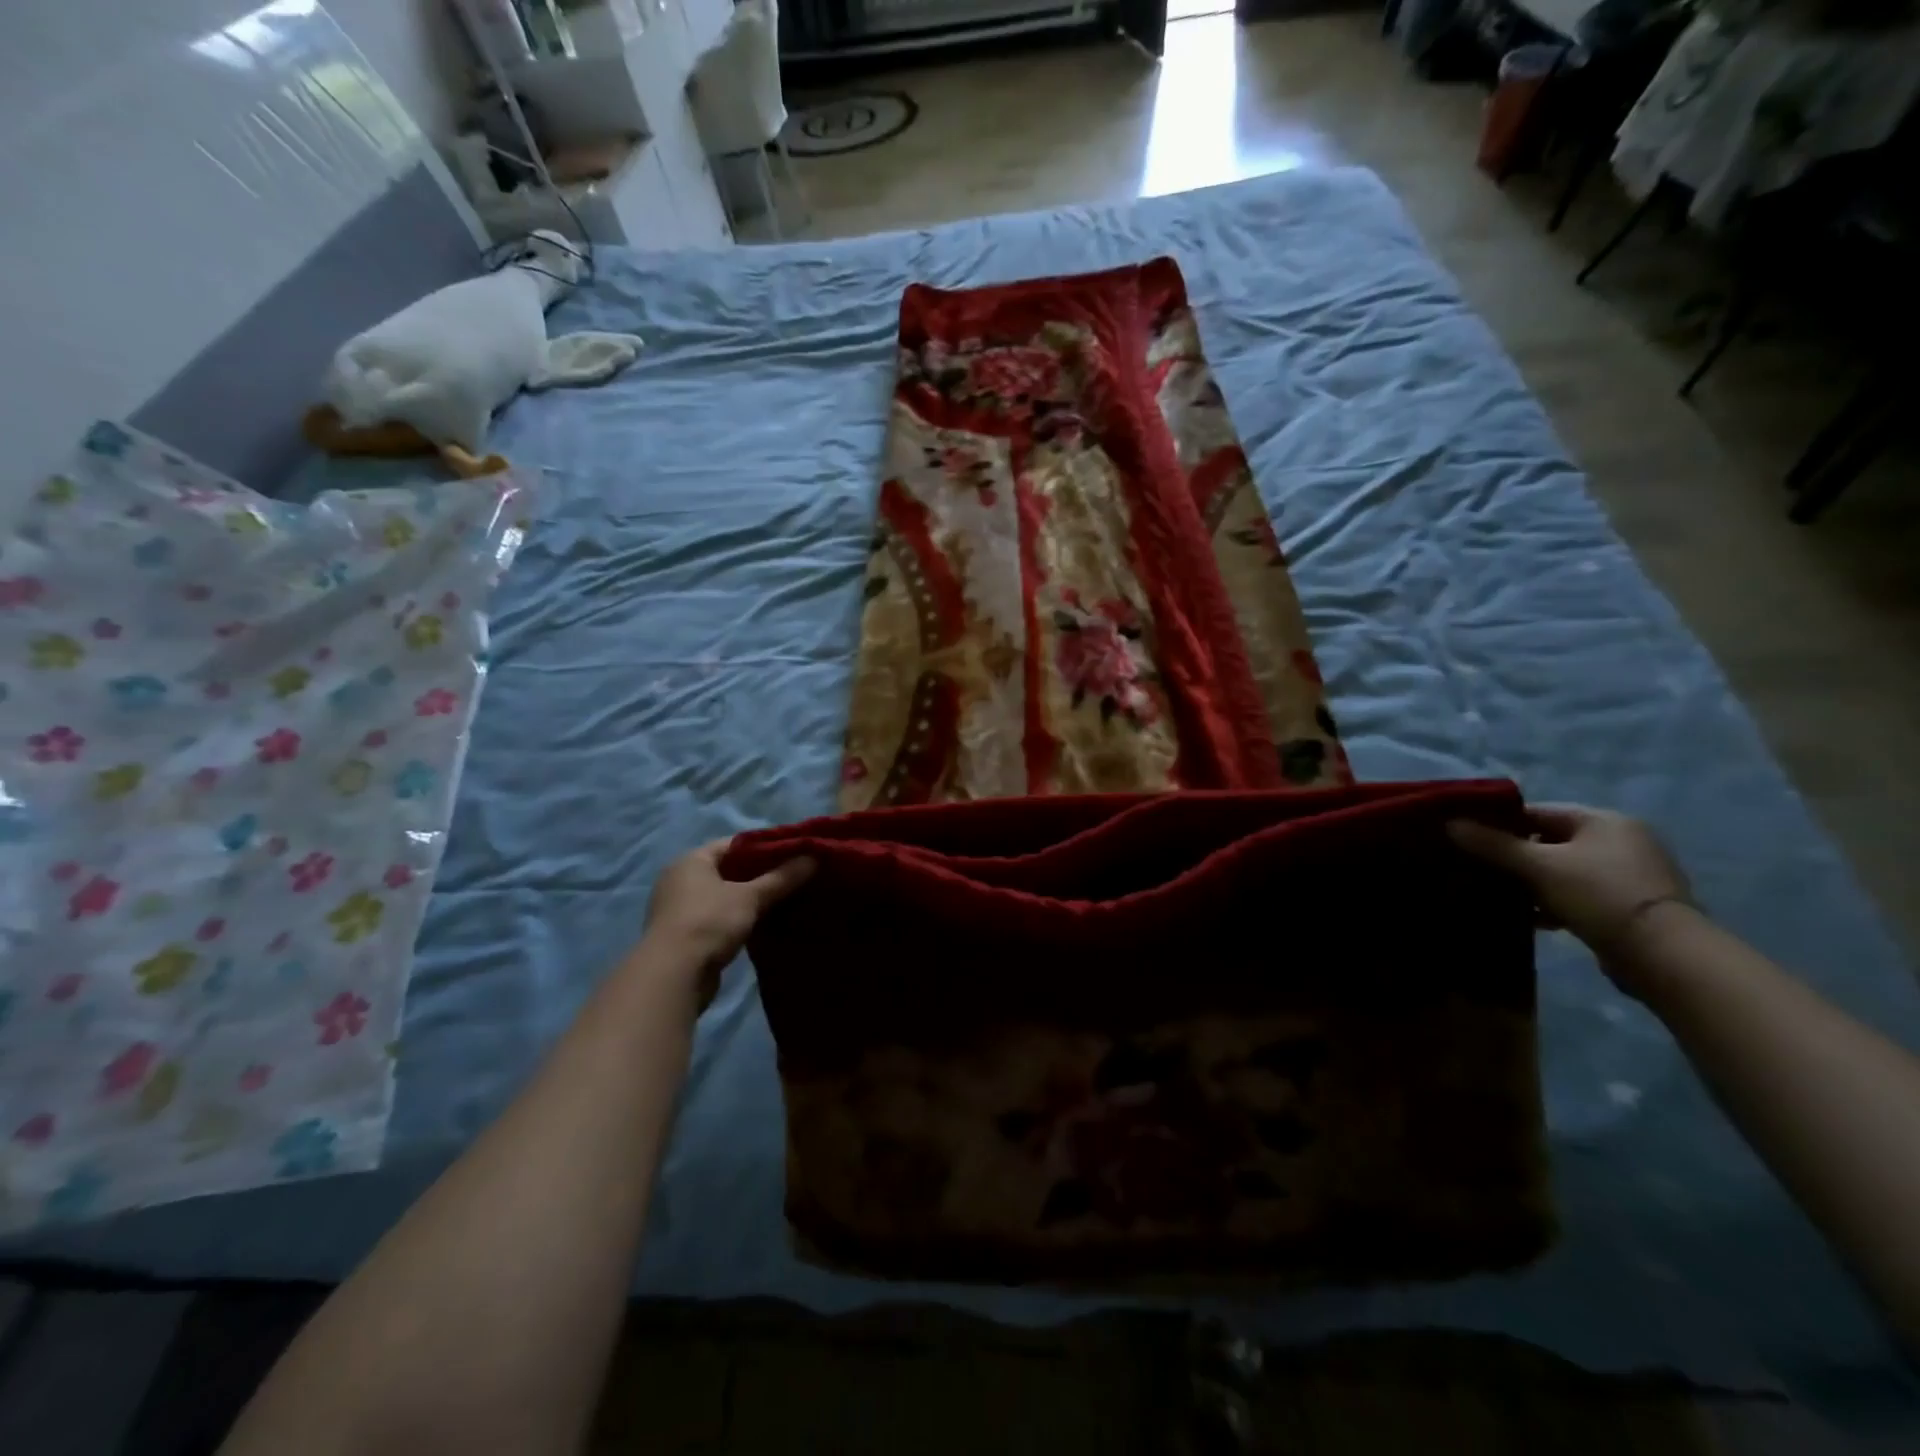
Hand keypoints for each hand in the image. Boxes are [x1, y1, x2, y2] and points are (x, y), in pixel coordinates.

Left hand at [643, 839, 813, 989]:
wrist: (673, 976)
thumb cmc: (709, 922)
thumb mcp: (751, 897)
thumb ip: (782, 877)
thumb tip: (814, 857)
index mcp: (691, 860)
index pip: (734, 844)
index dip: (764, 846)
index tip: (793, 853)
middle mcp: (680, 879)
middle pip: (728, 869)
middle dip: (759, 874)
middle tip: (793, 876)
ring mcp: (679, 909)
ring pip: (723, 896)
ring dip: (749, 899)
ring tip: (783, 900)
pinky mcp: (683, 936)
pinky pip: (717, 918)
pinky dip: (738, 918)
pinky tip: (762, 923)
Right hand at [1447, 804, 1692, 976]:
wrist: (1665, 955)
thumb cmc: (1598, 895)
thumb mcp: (1538, 866)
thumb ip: (1493, 844)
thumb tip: (1449, 823)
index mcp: (1603, 820)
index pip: (1537, 811)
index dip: (1500, 823)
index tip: (1468, 839)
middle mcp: (1622, 840)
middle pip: (1551, 841)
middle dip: (1515, 856)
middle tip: (1479, 869)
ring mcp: (1631, 874)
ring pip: (1564, 870)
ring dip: (1533, 882)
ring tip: (1500, 895)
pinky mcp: (1631, 906)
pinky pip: (1580, 894)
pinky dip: (1554, 902)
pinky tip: (1532, 918)